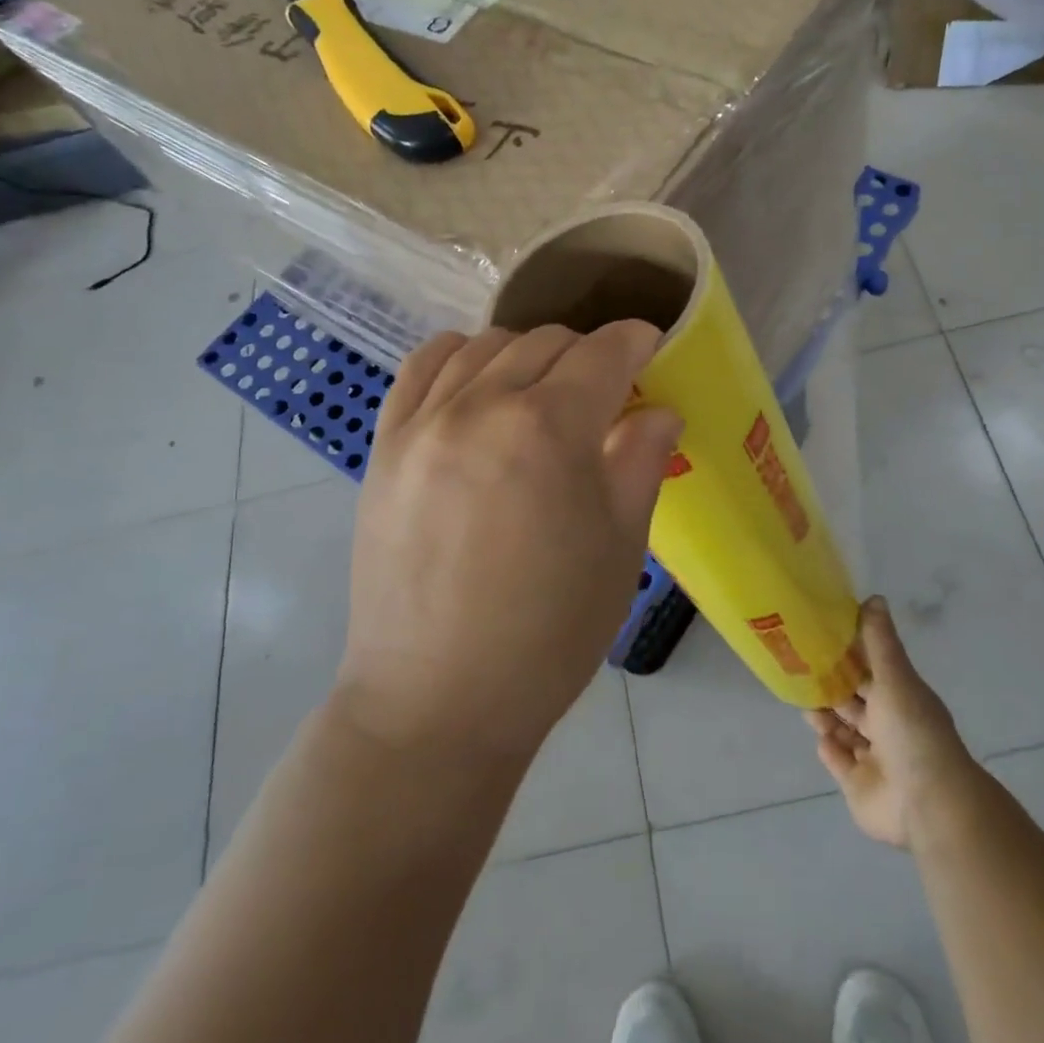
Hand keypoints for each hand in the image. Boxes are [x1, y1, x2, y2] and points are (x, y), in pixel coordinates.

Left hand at [340, 322, 681, 761]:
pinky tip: (478, 386)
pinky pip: (422, 368)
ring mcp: (423, 422)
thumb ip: (641, 460)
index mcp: (549, 429)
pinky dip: (460, 358)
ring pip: (485, 345)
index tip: (653, 350)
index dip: (638, 342)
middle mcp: (481, 405)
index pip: (605, 352)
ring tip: (542, 394)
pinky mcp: (384, 446)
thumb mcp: (620, 548)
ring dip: (528, 355)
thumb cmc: (549, 632)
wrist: (437, 700)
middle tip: (606, 394)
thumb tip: (658, 409)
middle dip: (589, 354)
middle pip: (547, 342)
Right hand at [807, 598, 978, 848]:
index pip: (871, 670)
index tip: (820, 637)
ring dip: (826, 716)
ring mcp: (875, 758)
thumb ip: (879, 641)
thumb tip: (874, 597)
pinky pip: (840, 762)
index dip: (848, 654)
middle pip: (854, 701)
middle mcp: (889, 726)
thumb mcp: (896, 677)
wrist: (927, 802)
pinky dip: (830, 749)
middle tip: (800, 669)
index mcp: (901, 698)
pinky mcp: (859, 785)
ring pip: (844, 730)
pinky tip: (820, 737)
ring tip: (805, 703)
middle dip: (832, 686)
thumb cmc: (912, 731)